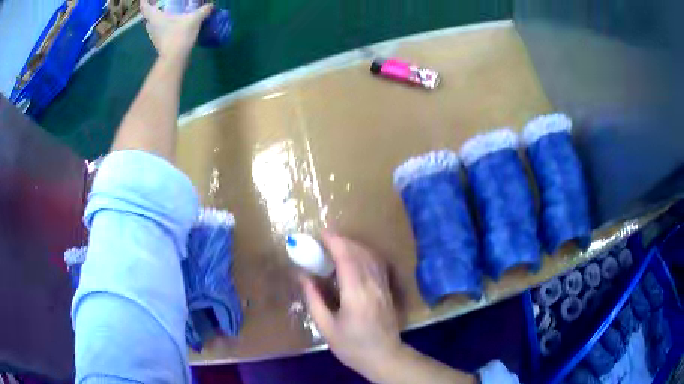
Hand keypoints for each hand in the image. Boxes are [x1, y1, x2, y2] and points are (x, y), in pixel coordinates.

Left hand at [140, 0, 213, 60]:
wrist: (174, 59)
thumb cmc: (179, 35)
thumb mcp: (194, 19)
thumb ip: (203, 11)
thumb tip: (211, 6)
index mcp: (155, 17)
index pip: (144, 7)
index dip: (144, 1)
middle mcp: (151, 27)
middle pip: (148, 17)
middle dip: (152, 11)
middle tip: (160, 6)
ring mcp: (153, 37)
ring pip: (152, 26)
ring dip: (158, 21)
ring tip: (167, 16)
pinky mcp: (158, 45)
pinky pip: (158, 33)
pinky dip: (163, 29)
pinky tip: (172, 28)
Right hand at [301, 231, 402, 379]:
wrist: (384, 357)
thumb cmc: (352, 346)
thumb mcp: (327, 327)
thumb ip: (314, 299)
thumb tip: (303, 276)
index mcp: (356, 294)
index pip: (347, 258)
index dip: (335, 242)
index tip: (322, 234)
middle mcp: (372, 285)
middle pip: (360, 252)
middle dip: (343, 240)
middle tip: (325, 239)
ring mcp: (383, 286)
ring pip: (370, 256)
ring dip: (354, 245)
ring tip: (337, 245)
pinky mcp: (387, 289)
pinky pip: (377, 263)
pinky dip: (365, 254)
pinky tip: (355, 257)